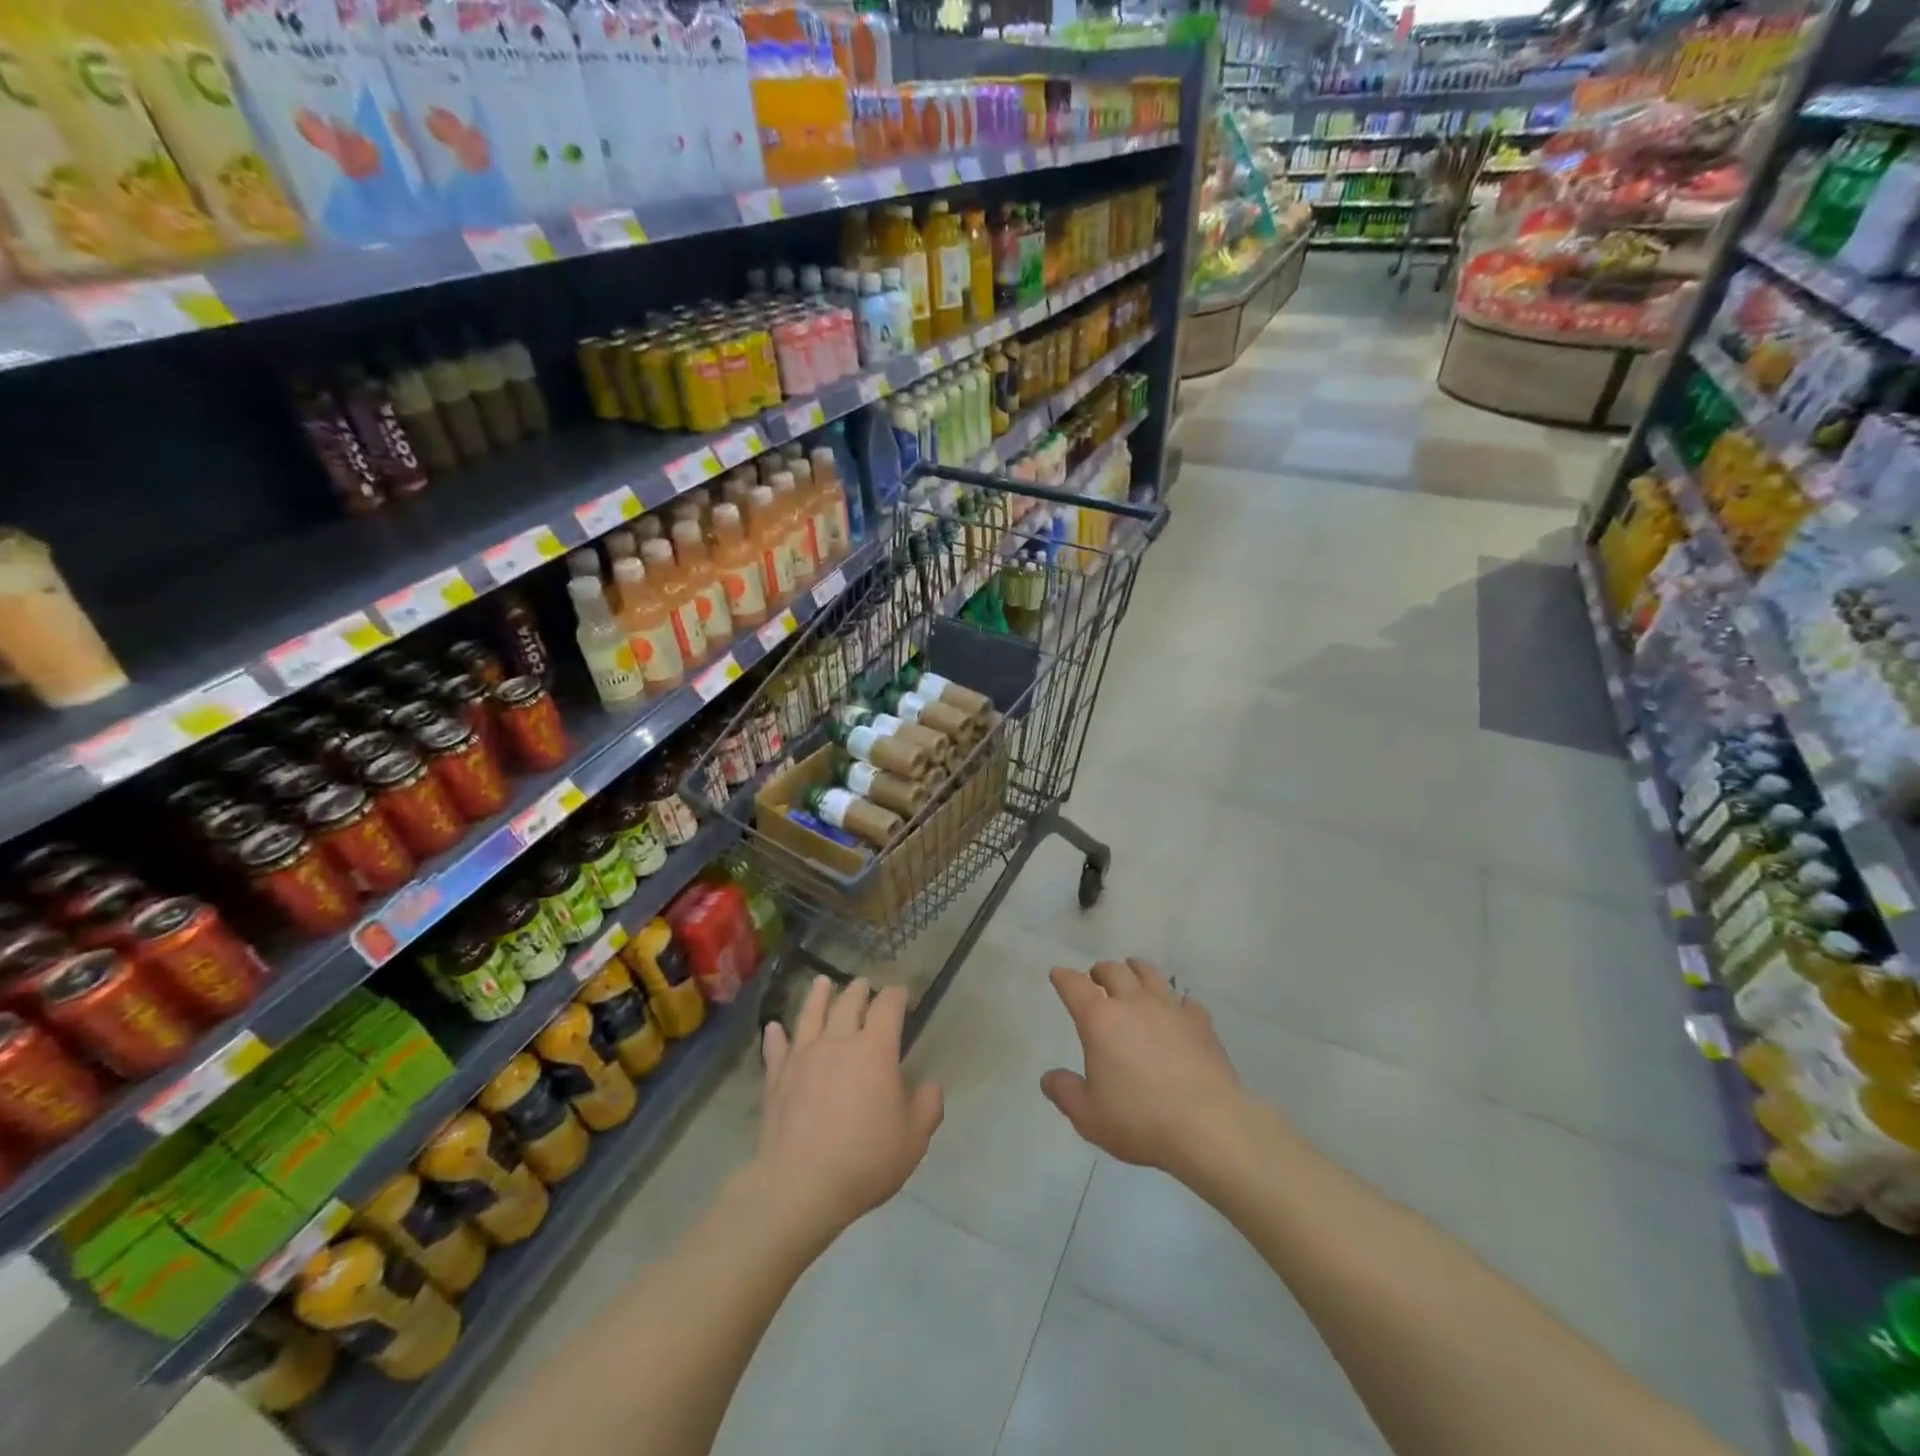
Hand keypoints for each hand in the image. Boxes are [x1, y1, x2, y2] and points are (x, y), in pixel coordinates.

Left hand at [751, 976, 944, 1244]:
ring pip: (810, 1014)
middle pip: (848, 1003)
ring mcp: (803, 1057)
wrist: (800, 1185)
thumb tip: (931, 1085)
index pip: (888, 1007)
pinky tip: (774, 1027)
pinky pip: (776, 1048)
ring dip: (818, 996)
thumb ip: (927, 1107)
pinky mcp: (776, 1077)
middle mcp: (838, 1042)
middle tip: (863, 983)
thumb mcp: (913, 1140)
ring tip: (822, 982)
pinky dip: (776, 1034)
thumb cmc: (864, 1160)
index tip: (900, 992)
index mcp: (875, 1050)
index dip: (895, 995)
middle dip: (859, 990)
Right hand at [1041, 959, 1251, 1177]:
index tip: (1058, 975)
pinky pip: (1185, 1001)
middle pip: (1114, 971)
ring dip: (1135, 971)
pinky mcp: (1200, 1023)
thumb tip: (1049, 1078)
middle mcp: (1133, 1004)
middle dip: (1100, 970)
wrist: (1208, 1126)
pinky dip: (1175, 1002)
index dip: (1063, 977)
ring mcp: (1170, 1009)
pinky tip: (1176, 1011)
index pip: (1075, 986)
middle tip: (1096, 977)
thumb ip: (1065, 1093)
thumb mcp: (1089, 1116)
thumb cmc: (1140, 1120)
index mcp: (1100, 1020)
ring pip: (1150, 975)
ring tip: (1132, 974)